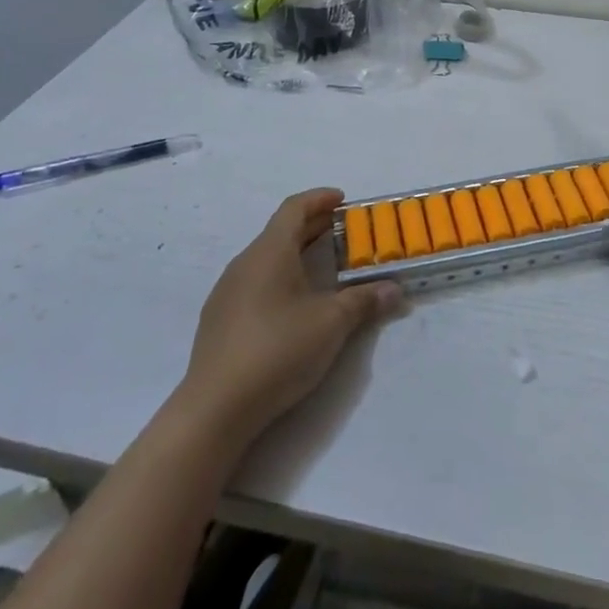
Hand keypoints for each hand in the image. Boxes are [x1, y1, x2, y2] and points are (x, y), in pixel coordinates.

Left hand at [181, 188, 400, 441]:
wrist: (215, 409)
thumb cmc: (277, 350)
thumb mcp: (331, 323)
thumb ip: (364, 301)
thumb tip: (394, 290)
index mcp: (269, 252)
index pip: (294, 208)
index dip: (320, 198)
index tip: (343, 200)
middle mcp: (244, 263)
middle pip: (281, 231)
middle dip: (314, 227)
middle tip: (344, 232)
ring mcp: (227, 292)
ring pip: (267, 258)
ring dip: (296, 253)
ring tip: (324, 266)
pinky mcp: (219, 320)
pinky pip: (255, 282)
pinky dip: (280, 278)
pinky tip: (294, 304)